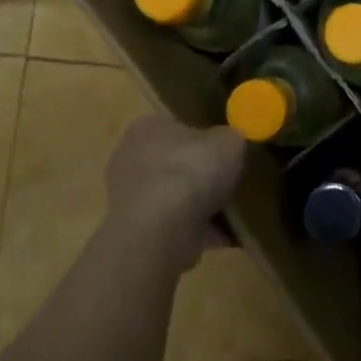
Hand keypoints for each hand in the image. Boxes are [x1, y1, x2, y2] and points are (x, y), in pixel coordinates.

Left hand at [103, 115, 245, 270]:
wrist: (161, 231)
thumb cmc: (191, 171)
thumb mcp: (230, 141)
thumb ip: (231, 138)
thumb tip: (230, 144)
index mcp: (148, 126)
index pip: (177, 125)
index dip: (204, 136)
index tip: (225, 151)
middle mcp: (130, 157)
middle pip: (174, 162)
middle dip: (199, 173)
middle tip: (229, 181)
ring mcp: (129, 197)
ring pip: (173, 196)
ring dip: (198, 205)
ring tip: (231, 212)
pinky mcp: (137, 231)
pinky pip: (174, 226)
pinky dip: (198, 231)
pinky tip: (225, 236)